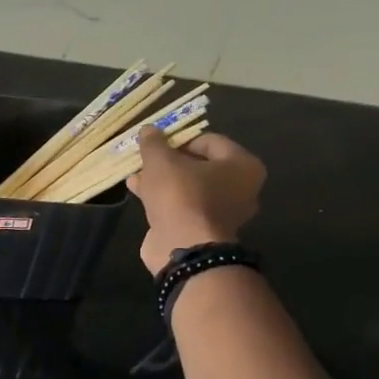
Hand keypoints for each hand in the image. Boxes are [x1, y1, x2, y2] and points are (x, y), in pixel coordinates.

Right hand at [127, 126, 266, 275]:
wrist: (183, 249)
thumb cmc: (181, 195)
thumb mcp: (162, 161)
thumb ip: (154, 143)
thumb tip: (148, 130)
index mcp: (242, 165)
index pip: (209, 141)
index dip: (179, 138)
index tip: (156, 143)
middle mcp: (240, 189)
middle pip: (199, 165)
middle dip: (170, 161)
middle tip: (146, 158)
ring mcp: (222, 213)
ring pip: (188, 188)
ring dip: (162, 180)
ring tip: (136, 174)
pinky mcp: (202, 231)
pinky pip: (181, 206)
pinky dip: (162, 199)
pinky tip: (138, 191)